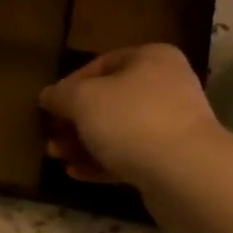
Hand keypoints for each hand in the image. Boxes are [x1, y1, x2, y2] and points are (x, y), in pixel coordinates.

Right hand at [39, 44, 219, 190]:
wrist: (185, 172)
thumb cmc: (131, 120)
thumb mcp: (83, 99)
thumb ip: (61, 95)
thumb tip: (48, 96)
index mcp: (151, 59)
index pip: (102, 64)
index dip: (71, 84)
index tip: (49, 106)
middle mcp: (166, 86)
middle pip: (109, 100)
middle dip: (75, 120)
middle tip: (50, 136)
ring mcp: (172, 125)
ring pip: (117, 130)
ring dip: (84, 143)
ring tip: (57, 157)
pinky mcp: (171, 159)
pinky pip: (130, 156)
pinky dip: (102, 162)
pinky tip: (76, 173)